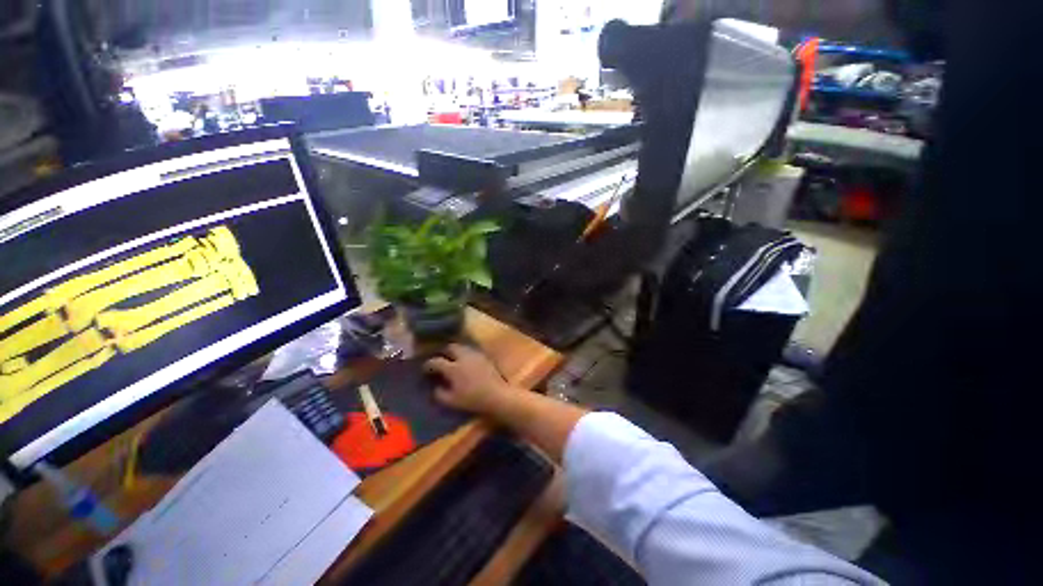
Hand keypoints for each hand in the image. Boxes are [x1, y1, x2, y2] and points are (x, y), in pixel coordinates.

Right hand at [423, 344, 512, 414]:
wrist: (497, 395)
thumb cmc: (473, 399)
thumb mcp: (452, 401)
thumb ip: (440, 394)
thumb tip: (435, 387)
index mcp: (453, 368)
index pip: (436, 361)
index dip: (428, 365)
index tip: (425, 369)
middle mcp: (463, 357)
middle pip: (451, 347)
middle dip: (443, 352)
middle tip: (440, 359)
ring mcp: (475, 355)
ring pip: (462, 347)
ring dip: (455, 351)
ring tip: (452, 359)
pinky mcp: (484, 357)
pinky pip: (471, 350)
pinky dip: (465, 353)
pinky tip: (465, 361)